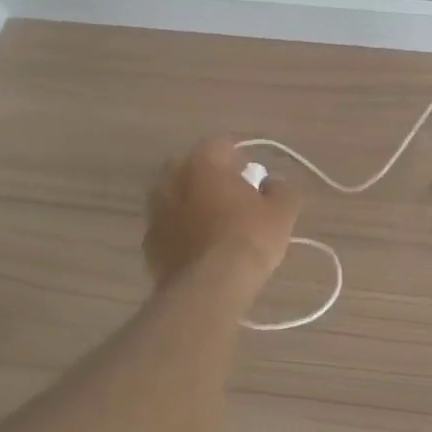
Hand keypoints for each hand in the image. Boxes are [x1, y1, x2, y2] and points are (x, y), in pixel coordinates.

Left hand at [144, 138, 300, 289]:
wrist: (210, 287)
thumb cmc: (249, 238)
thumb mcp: (283, 210)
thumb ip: (280, 188)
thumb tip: (271, 184)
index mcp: (204, 162)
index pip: (222, 145)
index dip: (241, 158)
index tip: (254, 177)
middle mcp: (173, 178)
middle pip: (193, 167)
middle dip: (211, 177)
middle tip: (233, 197)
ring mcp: (156, 210)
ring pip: (175, 196)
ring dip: (192, 202)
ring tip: (215, 224)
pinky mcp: (149, 241)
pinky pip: (168, 225)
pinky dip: (181, 229)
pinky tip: (200, 247)